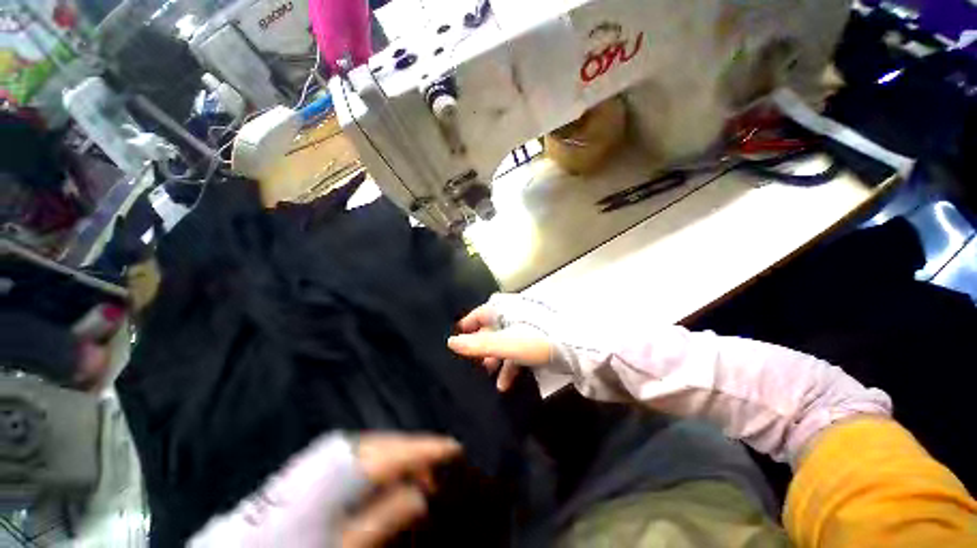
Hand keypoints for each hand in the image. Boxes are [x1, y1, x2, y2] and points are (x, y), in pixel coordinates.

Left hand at [189, 433, 460, 547]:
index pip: (400, 452)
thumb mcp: (344, 545)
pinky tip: (387, 473)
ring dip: (400, 457)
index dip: (429, 449)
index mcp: (346, 468)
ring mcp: (328, 453)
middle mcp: (339, 451)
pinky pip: (362, 453)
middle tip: (437, 469)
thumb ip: (384, 518)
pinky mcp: (320, 461)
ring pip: (378, 446)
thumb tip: (420, 494)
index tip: (455, 448)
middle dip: (416, 453)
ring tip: (417, 472)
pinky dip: (381, 461)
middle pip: (390, 444)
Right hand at [447, 294, 560, 390]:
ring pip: (506, 342)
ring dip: (495, 358)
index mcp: (507, 310)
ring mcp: (528, 329)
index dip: (468, 323)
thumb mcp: (506, 344)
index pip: (482, 312)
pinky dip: (511, 365)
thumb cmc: (536, 341)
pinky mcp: (539, 341)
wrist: (577, 347)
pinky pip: (519, 351)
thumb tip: (450, 343)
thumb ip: (479, 344)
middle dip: (482, 345)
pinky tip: (505, 384)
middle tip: (473, 360)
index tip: (457, 335)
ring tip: (487, 374)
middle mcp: (516, 316)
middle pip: (493, 328)